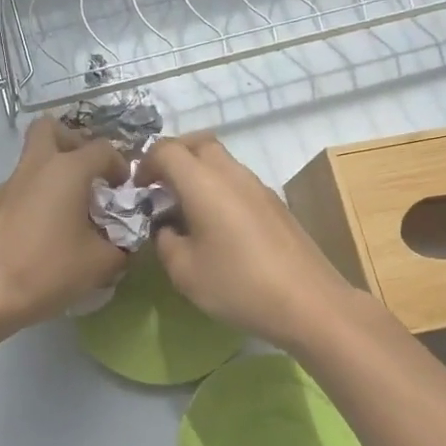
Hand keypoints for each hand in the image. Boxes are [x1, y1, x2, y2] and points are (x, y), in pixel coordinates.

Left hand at [0, 117, 130, 329]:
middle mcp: (36, 166)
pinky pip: (20, 185)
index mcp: (67, 170)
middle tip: (87, 173)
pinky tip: (43, 230)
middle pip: (51, 128)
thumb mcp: (101, 263)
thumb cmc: (49, 270)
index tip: (123, 190)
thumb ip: (122, 246)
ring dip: (54, 171)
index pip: (102, 149)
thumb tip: (125, 242)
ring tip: (69, 208)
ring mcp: (9, 183)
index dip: (119, 165)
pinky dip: (36, 195)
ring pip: (33, 157)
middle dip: (73, 142)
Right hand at [138, 134, 360, 349]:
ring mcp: (258, 186)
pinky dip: (218, 189)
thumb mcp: (184, 271)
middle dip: (174, 157)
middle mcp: (232, 174)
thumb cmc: (238, 284)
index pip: (167, 149)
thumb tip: (167, 227)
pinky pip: (238, 181)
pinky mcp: (275, 204)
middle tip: (160, 187)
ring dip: (198, 174)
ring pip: (221, 161)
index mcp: (203, 183)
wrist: (308, 302)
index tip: (138, 190)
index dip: (145, 164)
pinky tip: (217, 227)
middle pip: (198, 143)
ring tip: (186, 210)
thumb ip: (165, 241)